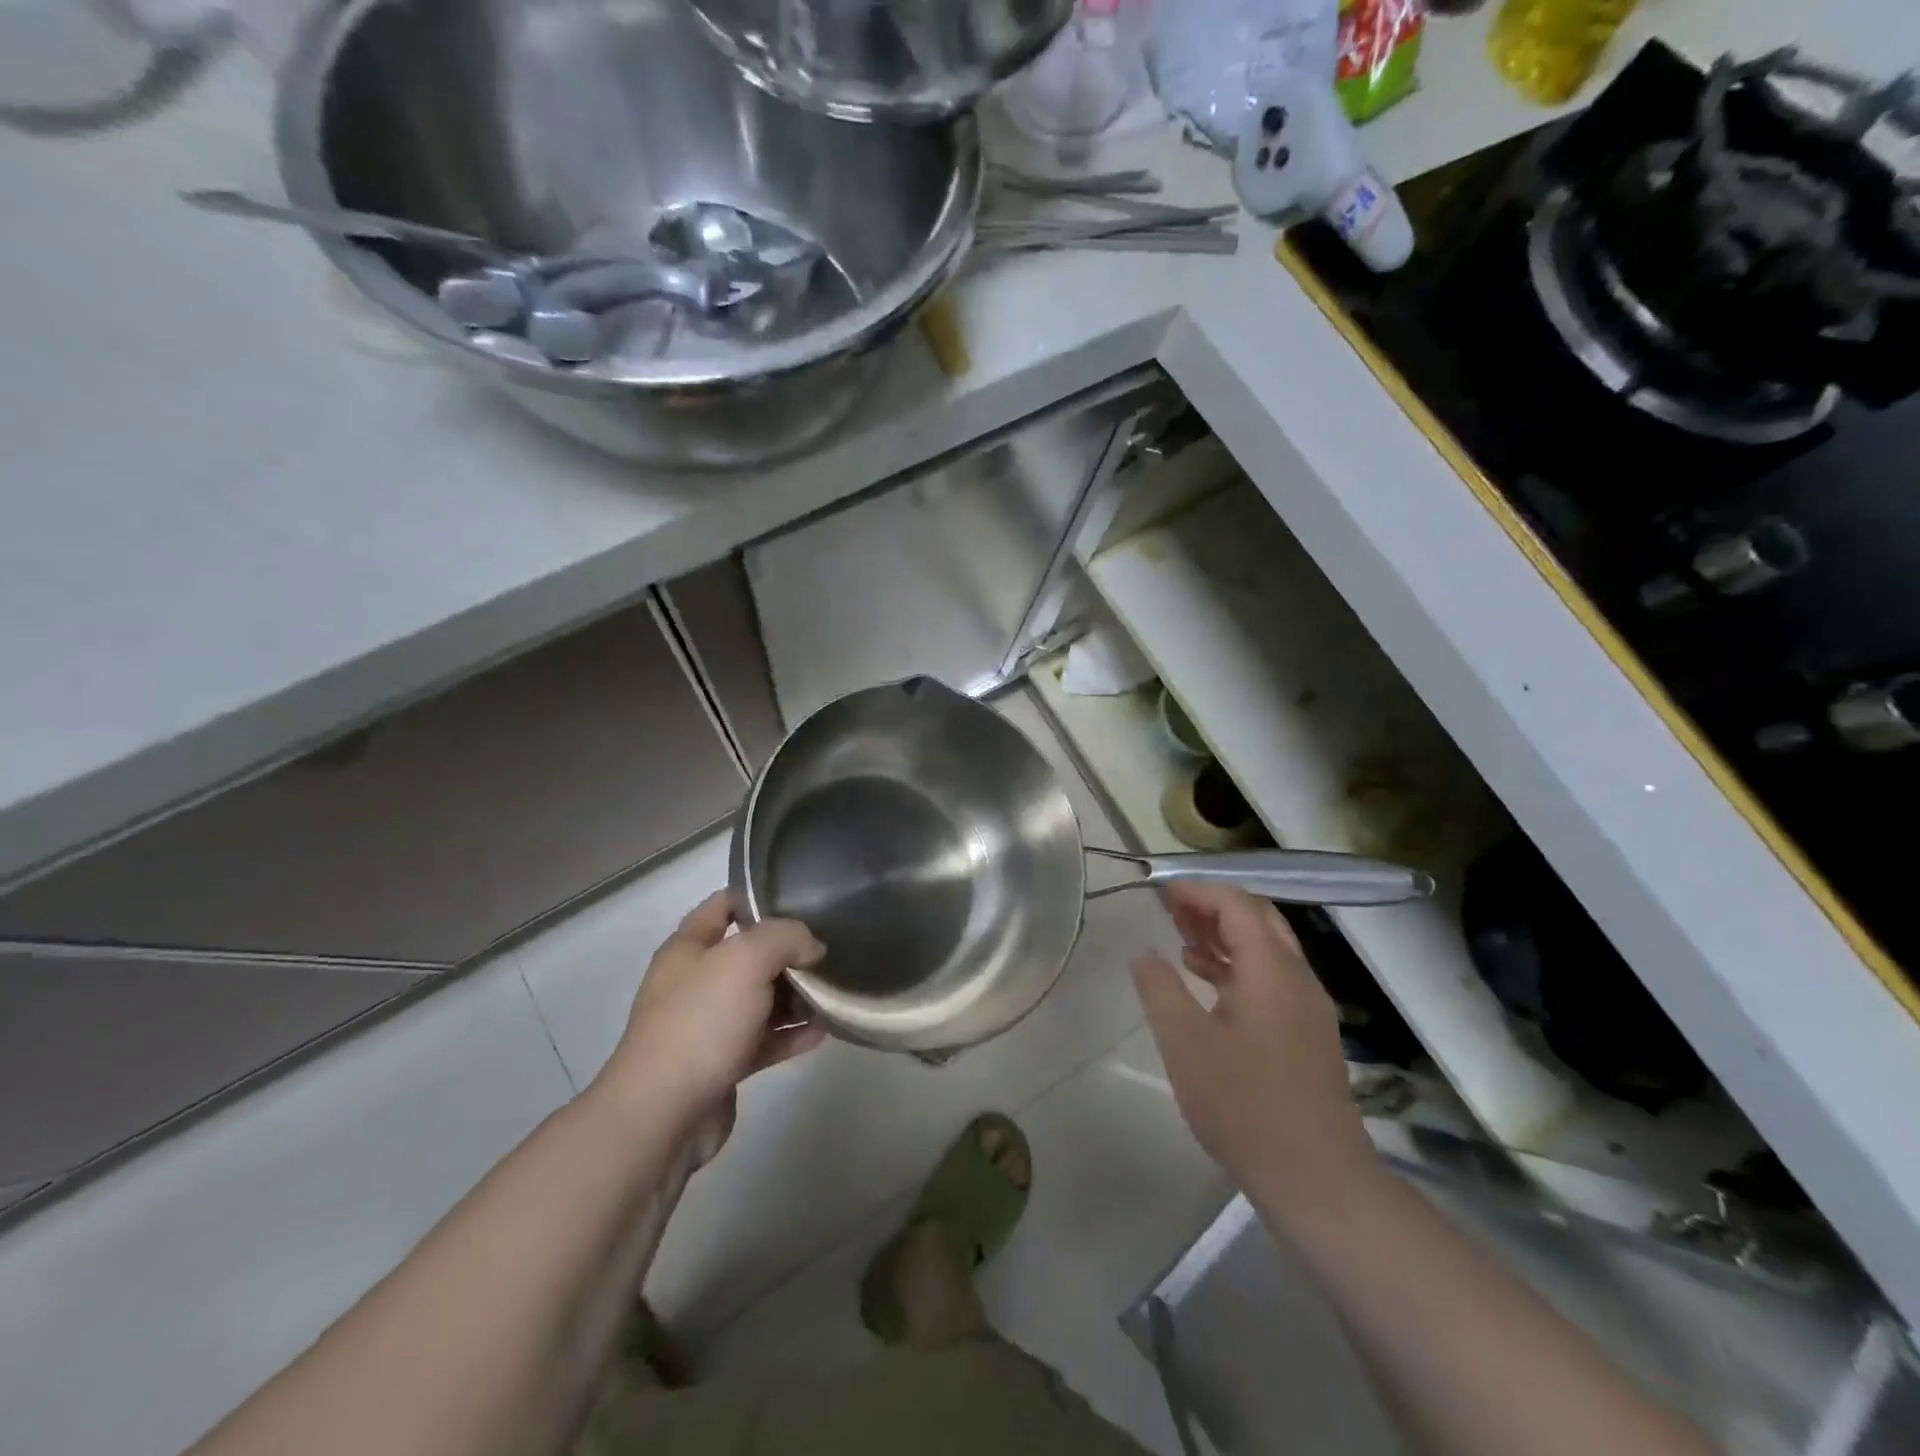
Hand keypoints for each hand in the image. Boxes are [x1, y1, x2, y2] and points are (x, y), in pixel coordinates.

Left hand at [597, 892, 827, 1159]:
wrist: (663, 1114)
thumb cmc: (701, 1021)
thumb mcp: (747, 959)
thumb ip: (786, 938)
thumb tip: (812, 948)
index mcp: (689, 948)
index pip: (724, 905)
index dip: (758, 898)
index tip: (802, 900)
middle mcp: (695, 982)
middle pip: (749, 955)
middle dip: (788, 952)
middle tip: (829, 950)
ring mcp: (707, 1025)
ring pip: (759, 999)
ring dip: (795, 996)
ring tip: (833, 991)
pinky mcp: (722, 1064)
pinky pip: (764, 1040)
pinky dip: (791, 1034)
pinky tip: (823, 1031)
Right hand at [1133, 883, 1376, 1222]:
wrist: (1316, 1179)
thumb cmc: (1244, 1105)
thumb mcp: (1185, 1043)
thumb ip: (1160, 989)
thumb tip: (1144, 953)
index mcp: (1272, 970)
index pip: (1237, 905)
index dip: (1198, 892)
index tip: (1162, 893)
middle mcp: (1297, 978)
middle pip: (1258, 920)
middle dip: (1213, 907)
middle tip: (1171, 912)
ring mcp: (1308, 1007)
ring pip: (1266, 949)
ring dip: (1225, 936)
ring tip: (1181, 941)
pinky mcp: (1308, 1034)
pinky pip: (1271, 978)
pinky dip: (1238, 966)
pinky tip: (1208, 983)